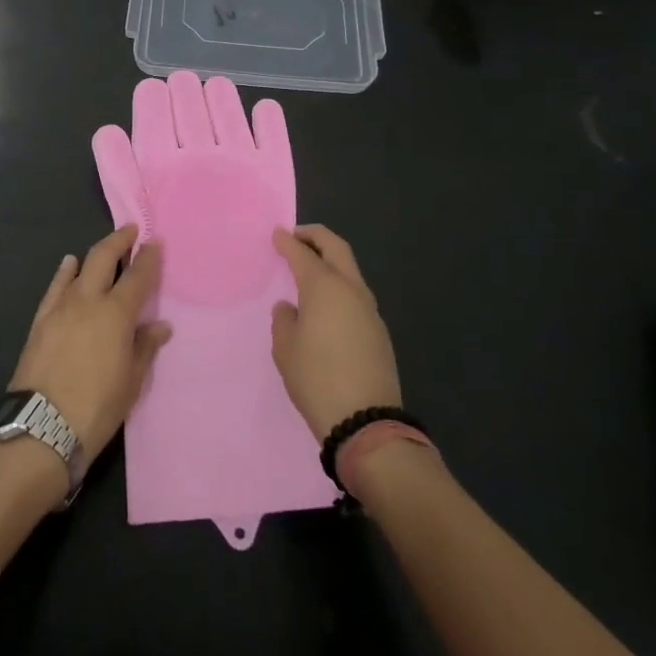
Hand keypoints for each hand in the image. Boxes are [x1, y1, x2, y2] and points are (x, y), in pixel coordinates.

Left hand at [9, 225, 169, 456]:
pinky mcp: (40, 320)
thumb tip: (159, 326)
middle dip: (119, 241)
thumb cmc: (97, 408)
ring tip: (105, 249)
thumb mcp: (131, 382)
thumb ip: (144, 348)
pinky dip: (64, 272)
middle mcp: (88, 301)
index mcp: (117, 314)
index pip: (138, 276)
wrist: (41, 427)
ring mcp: (60, 308)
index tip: (156, 242)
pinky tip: (68, 264)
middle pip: (103, 258)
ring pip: (78, 268)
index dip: (149, 258)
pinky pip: (55, 287)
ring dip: (94, 254)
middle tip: (131, 231)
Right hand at [271, 225, 401, 440]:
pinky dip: (339, 285)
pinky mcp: (378, 330)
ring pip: (350, 270)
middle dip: (316, 236)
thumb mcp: (285, 349)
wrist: (365, 421)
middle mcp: (350, 289)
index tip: (277, 234)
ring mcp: (369, 309)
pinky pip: (355, 294)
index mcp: (324, 287)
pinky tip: (326, 302)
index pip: (302, 253)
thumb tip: (290, 308)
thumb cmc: (316, 378)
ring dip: (331, 260)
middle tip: (297, 236)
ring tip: (310, 267)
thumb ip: (284, 320)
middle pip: (336, 248)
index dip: (287, 242)